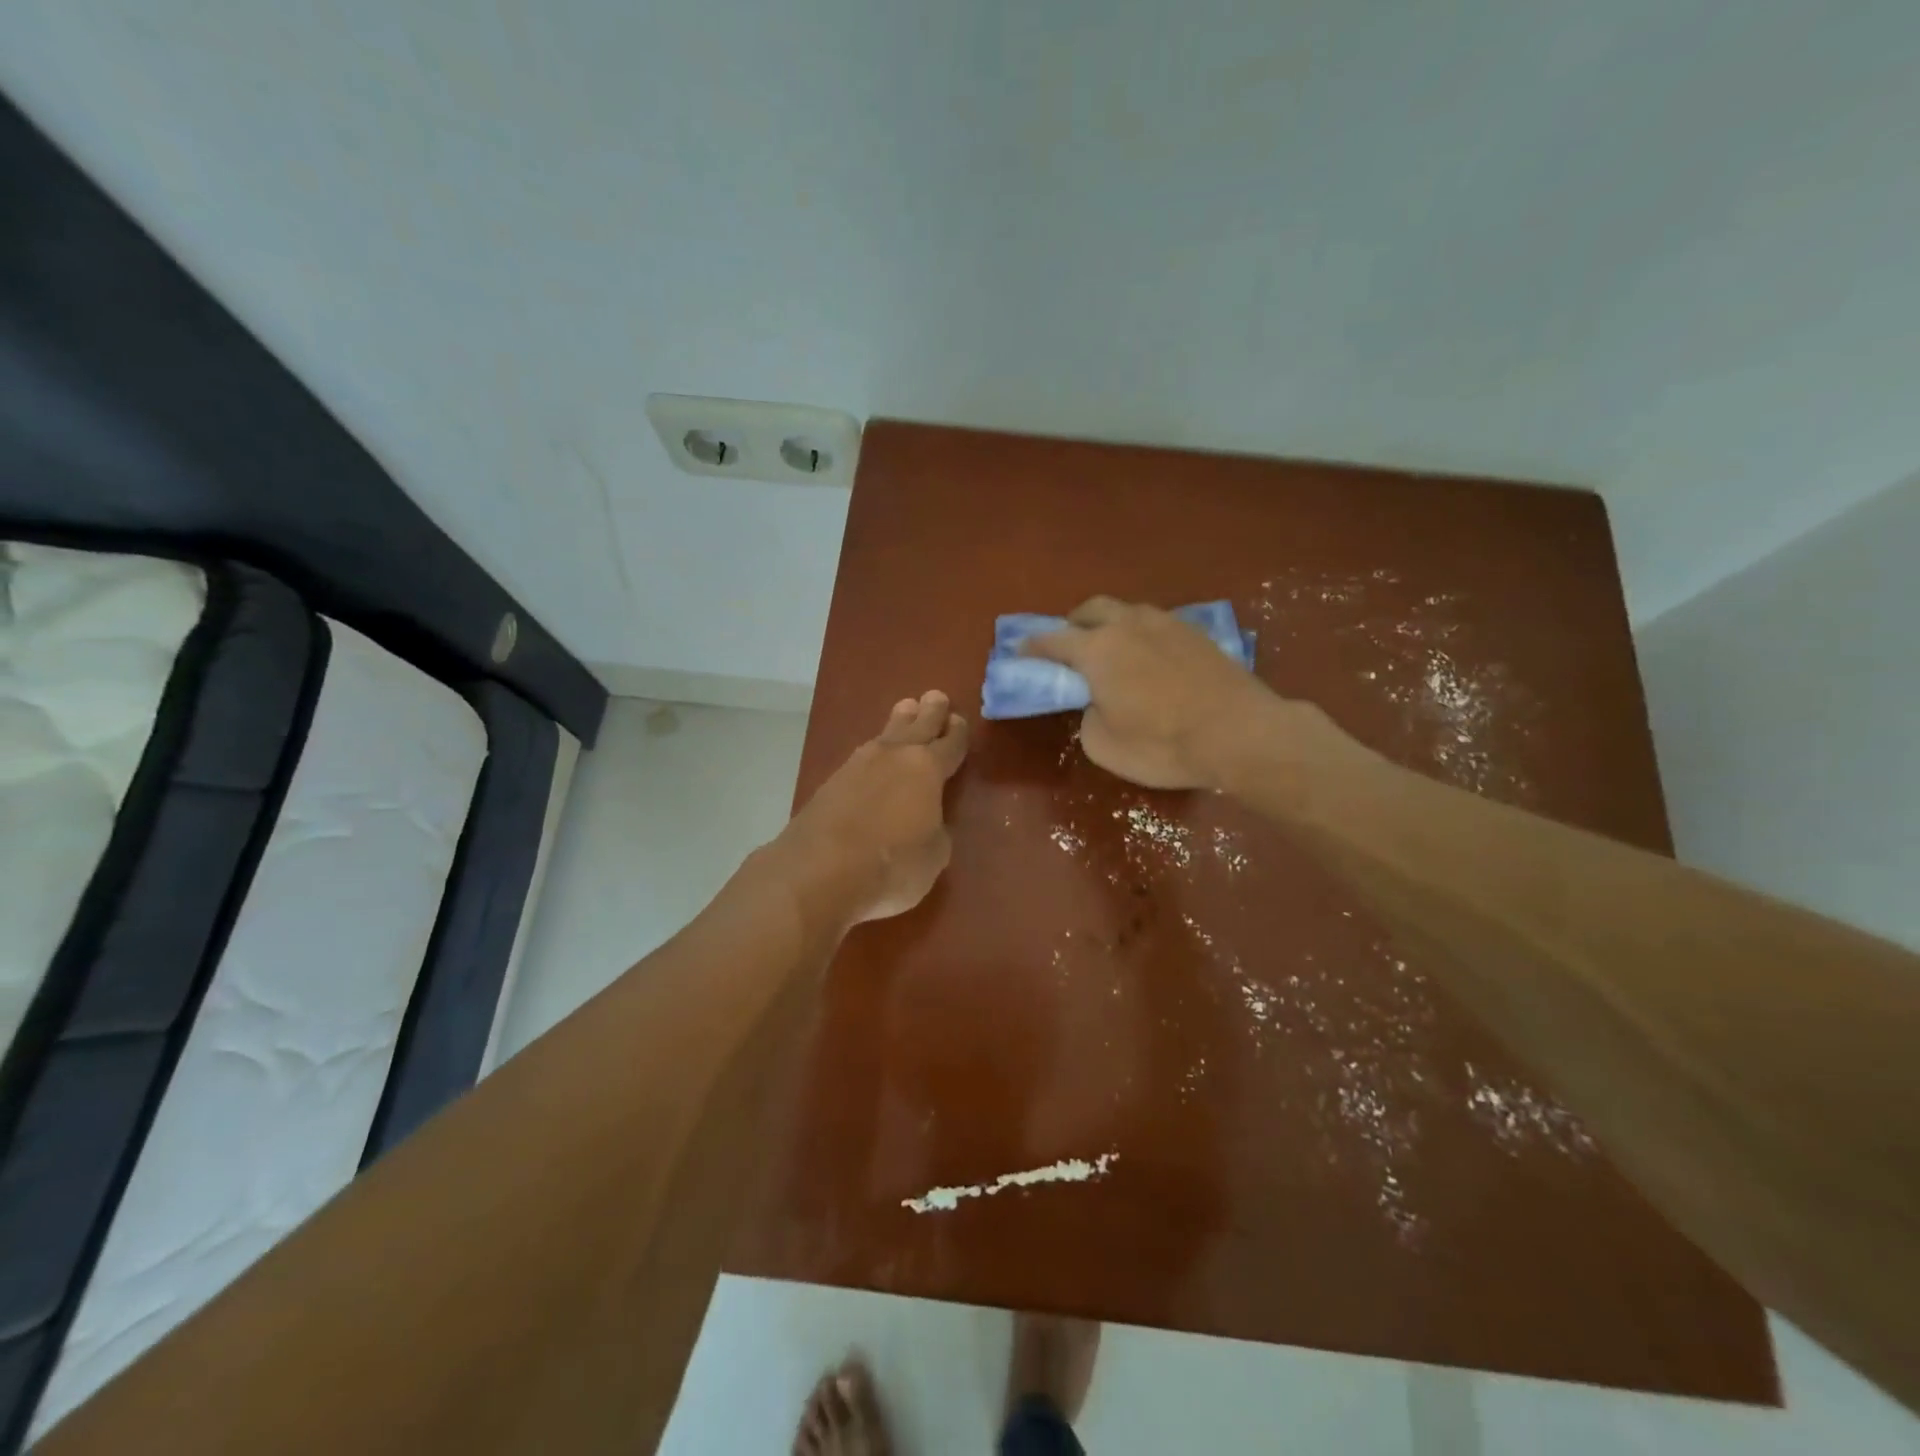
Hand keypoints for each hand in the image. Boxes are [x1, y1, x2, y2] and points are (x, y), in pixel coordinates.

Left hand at [777, 690, 968, 926]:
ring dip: (899, 723)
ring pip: (885, 734)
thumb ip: (936, 830)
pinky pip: (863, 757)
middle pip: (917, 725)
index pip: (949, 744)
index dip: (957, 734)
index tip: (959, 721)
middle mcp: (893, 756)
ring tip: (906, 710)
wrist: (818, 871)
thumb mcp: (934, 855)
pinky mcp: (831, 782)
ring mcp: (858, 765)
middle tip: (936, 697)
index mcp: (927, 768)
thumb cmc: (891, 865)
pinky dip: (875, 752)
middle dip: (929, 711)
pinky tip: (874, 756)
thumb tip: (928, 821)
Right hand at [1024, 597, 1283, 790]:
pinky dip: (1141, 636)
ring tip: (1111, 651)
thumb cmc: (1163, 744)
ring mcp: (1167, 624)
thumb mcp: (1104, 745)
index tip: (1020, 653)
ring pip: (1128, 612)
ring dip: (1110, 625)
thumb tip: (1097, 703)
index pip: (1053, 640)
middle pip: (1091, 610)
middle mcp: (1129, 625)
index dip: (1033, 647)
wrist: (1241, 735)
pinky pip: (1157, 625)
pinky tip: (1149, 659)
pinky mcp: (1198, 634)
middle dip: (1073, 624)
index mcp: (1098, 649)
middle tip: (1069, 646)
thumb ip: (1087, 717)